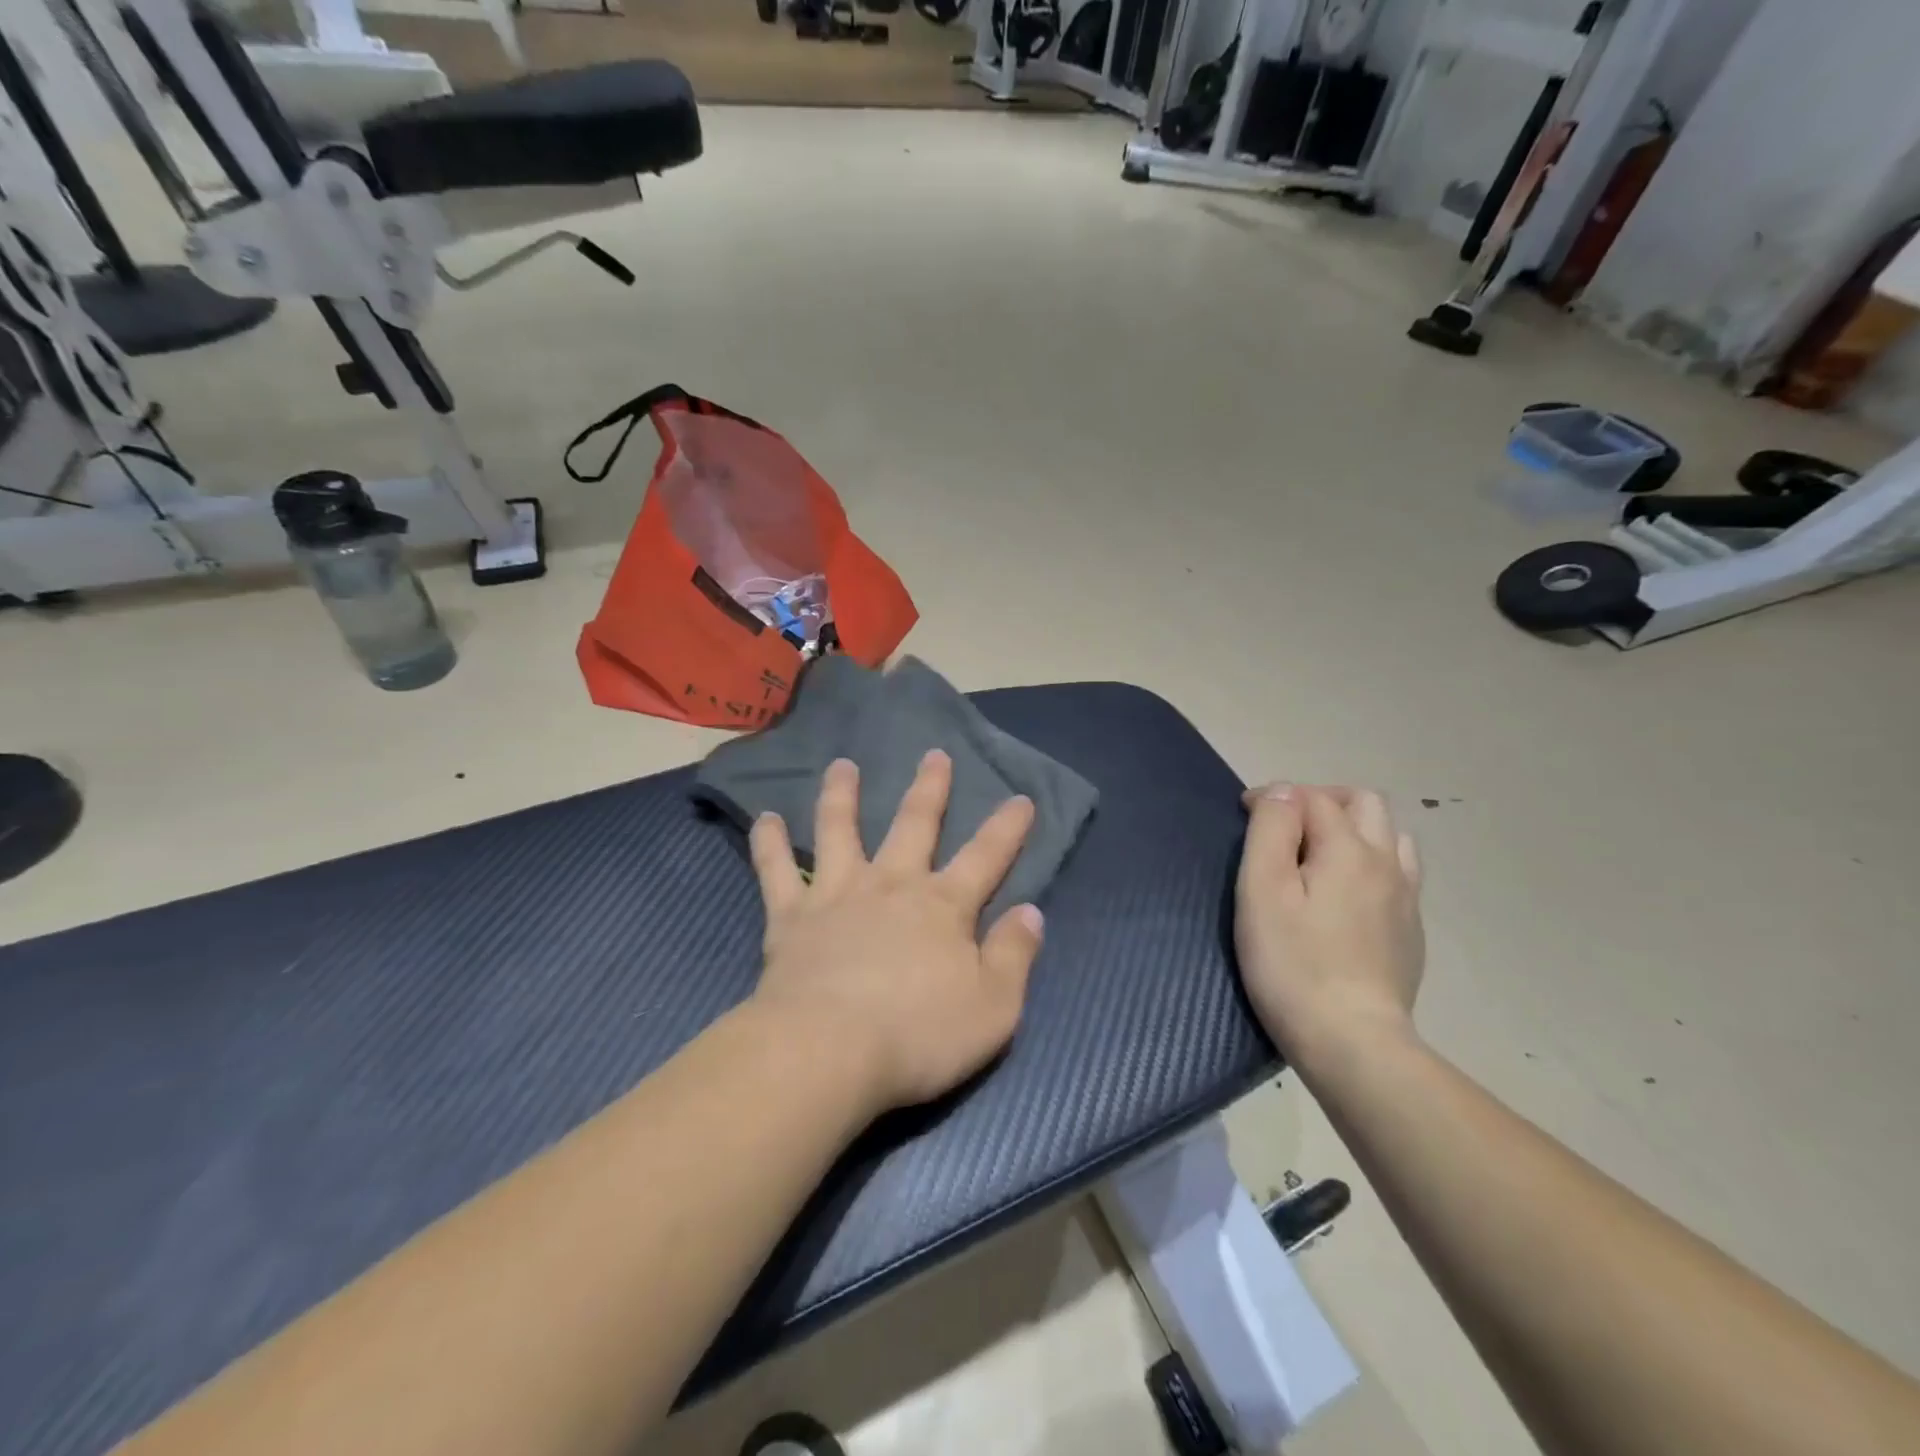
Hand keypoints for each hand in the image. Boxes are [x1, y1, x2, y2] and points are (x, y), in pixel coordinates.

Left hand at [748, 751, 1044, 1113]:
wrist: (827, 1052)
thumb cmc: (918, 1035)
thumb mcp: (993, 1007)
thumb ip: (1015, 955)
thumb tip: (1031, 912)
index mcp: (942, 906)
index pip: (986, 857)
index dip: (1007, 828)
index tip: (1021, 798)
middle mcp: (891, 885)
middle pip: (914, 824)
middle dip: (930, 789)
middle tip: (935, 754)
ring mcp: (837, 894)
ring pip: (840, 830)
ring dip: (843, 795)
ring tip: (842, 766)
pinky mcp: (791, 915)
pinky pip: (776, 870)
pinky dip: (769, 842)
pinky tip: (764, 818)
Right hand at [1235, 784, 1424, 1072]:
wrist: (1352, 1041)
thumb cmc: (1291, 962)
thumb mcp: (1262, 890)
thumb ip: (1271, 831)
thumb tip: (1283, 793)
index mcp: (1348, 849)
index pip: (1313, 798)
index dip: (1275, 796)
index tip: (1243, 813)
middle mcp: (1386, 864)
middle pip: (1365, 803)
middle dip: (1322, 800)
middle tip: (1286, 824)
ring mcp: (1406, 900)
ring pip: (1391, 837)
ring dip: (1355, 829)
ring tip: (1320, 854)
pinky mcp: (1411, 933)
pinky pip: (1398, 876)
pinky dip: (1370, 864)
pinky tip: (1346, 895)